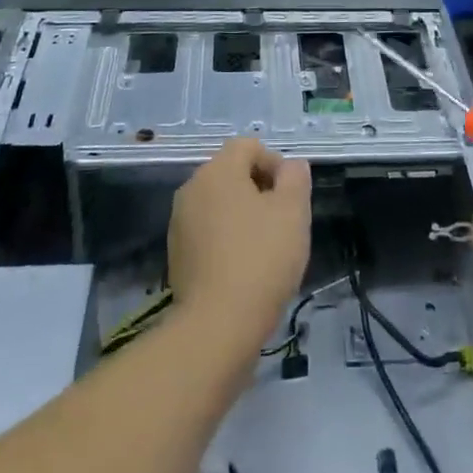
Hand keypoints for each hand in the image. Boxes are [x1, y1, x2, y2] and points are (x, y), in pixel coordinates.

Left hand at [169, 139, 311, 348]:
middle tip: (283, 221)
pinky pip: (208, 231)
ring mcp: (180, 222)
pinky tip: (244, 267)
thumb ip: (295, 178)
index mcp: (217, 170)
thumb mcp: (293, 212)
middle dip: (260, 189)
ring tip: (266, 247)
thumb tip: (291, 166)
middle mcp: (192, 188)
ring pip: (220, 203)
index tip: (291, 197)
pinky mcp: (177, 254)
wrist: (217, 326)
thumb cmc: (261, 258)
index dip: (275, 163)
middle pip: (232, 173)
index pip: (249, 146)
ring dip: (244, 215)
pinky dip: (227, 239)